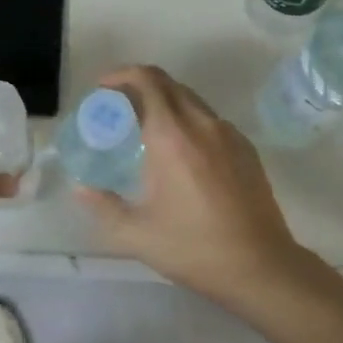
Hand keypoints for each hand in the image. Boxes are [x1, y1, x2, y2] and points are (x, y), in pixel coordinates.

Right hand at [73, 65, 315, 310]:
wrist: (261, 266)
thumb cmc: (194, 248)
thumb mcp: (136, 234)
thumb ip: (103, 206)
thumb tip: (80, 187)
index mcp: (172, 135)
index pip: (146, 81)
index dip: (121, 75)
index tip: (102, 90)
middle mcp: (202, 124)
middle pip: (168, 84)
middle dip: (139, 86)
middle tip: (118, 110)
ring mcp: (229, 134)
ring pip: (191, 100)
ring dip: (164, 103)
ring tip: (146, 131)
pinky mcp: (246, 149)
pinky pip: (210, 121)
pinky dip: (188, 121)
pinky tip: (181, 154)